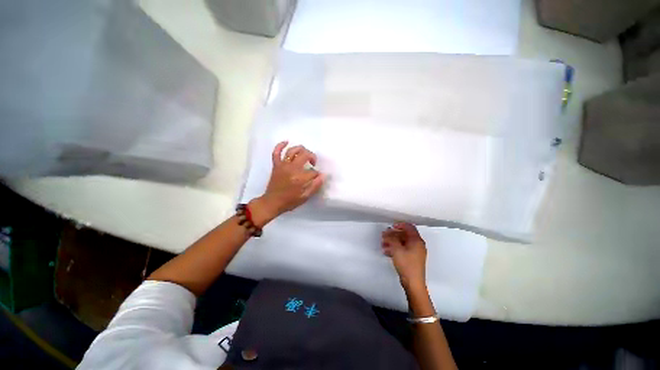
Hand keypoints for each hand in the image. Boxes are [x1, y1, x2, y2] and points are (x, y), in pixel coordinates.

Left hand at [250, 141, 324, 225]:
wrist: (272, 202)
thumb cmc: (290, 201)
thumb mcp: (305, 197)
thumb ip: (315, 186)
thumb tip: (323, 175)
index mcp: (300, 177)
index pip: (313, 171)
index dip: (317, 174)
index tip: (317, 178)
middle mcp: (292, 168)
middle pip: (305, 155)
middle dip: (312, 157)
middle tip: (313, 163)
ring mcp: (283, 165)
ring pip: (292, 151)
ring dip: (301, 149)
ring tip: (305, 154)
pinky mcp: (276, 165)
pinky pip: (276, 152)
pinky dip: (280, 145)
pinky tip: (286, 141)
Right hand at [382, 222, 426, 290]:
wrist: (413, 283)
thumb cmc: (406, 264)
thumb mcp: (397, 249)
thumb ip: (391, 238)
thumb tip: (387, 231)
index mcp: (417, 240)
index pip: (409, 227)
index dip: (399, 225)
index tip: (391, 227)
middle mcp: (418, 245)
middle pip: (405, 235)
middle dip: (393, 234)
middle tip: (384, 236)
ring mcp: (415, 252)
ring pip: (402, 242)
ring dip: (392, 241)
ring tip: (383, 244)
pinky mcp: (412, 259)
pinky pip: (403, 249)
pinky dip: (395, 248)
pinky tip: (386, 251)